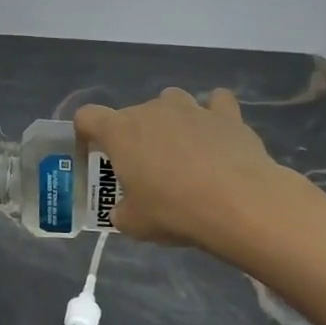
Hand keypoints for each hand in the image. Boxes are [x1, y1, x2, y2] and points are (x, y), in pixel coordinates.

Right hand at [75, 87, 297, 258]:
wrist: (239, 205)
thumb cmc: (173, 210)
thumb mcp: (133, 223)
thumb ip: (121, 211)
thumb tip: (124, 210)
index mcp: (119, 131)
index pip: (87, 117)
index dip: (86, 135)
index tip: (96, 158)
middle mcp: (151, 110)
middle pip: (131, 113)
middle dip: (134, 137)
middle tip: (145, 171)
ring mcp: (191, 108)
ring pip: (171, 101)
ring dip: (171, 119)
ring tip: (181, 149)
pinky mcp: (227, 115)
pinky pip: (216, 103)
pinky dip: (214, 114)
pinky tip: (218, 134)